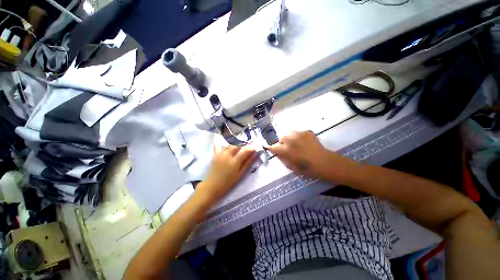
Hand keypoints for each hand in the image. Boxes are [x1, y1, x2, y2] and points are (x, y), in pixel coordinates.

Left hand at [197, 145, 255, 202]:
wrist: (212, 186)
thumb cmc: (228, 183)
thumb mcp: (240, 174)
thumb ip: (247, 163)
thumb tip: (254, 155)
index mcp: (235, 161)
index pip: (245, 150)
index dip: (251, 148)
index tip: (255, 147)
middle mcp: (228, 155)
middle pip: (237, 146)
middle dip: (242, 148)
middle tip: (244, 153)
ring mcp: (220, 154)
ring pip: (230, 145)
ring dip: (234, 147)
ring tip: (236, 153)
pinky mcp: (215, 155)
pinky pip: (218, 145)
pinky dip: (222, 144)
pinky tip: (224, 145)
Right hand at [266, 131, 352, 180]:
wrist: (324, 162)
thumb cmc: (306, 168)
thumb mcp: (290, 166)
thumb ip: (282, 158)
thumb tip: (277, 152)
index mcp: (285, 149)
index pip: (273, 146)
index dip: (270, 147)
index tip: (268, 147)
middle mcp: (290, 139)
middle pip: (281, 137)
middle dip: (282, 142)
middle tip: (288, 148)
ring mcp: (299, 134)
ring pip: (289, 133)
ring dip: (290, 138)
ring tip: (296, 144)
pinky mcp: (306, 132)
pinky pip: (298, 133)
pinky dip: (299, 137)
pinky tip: (304, 142)